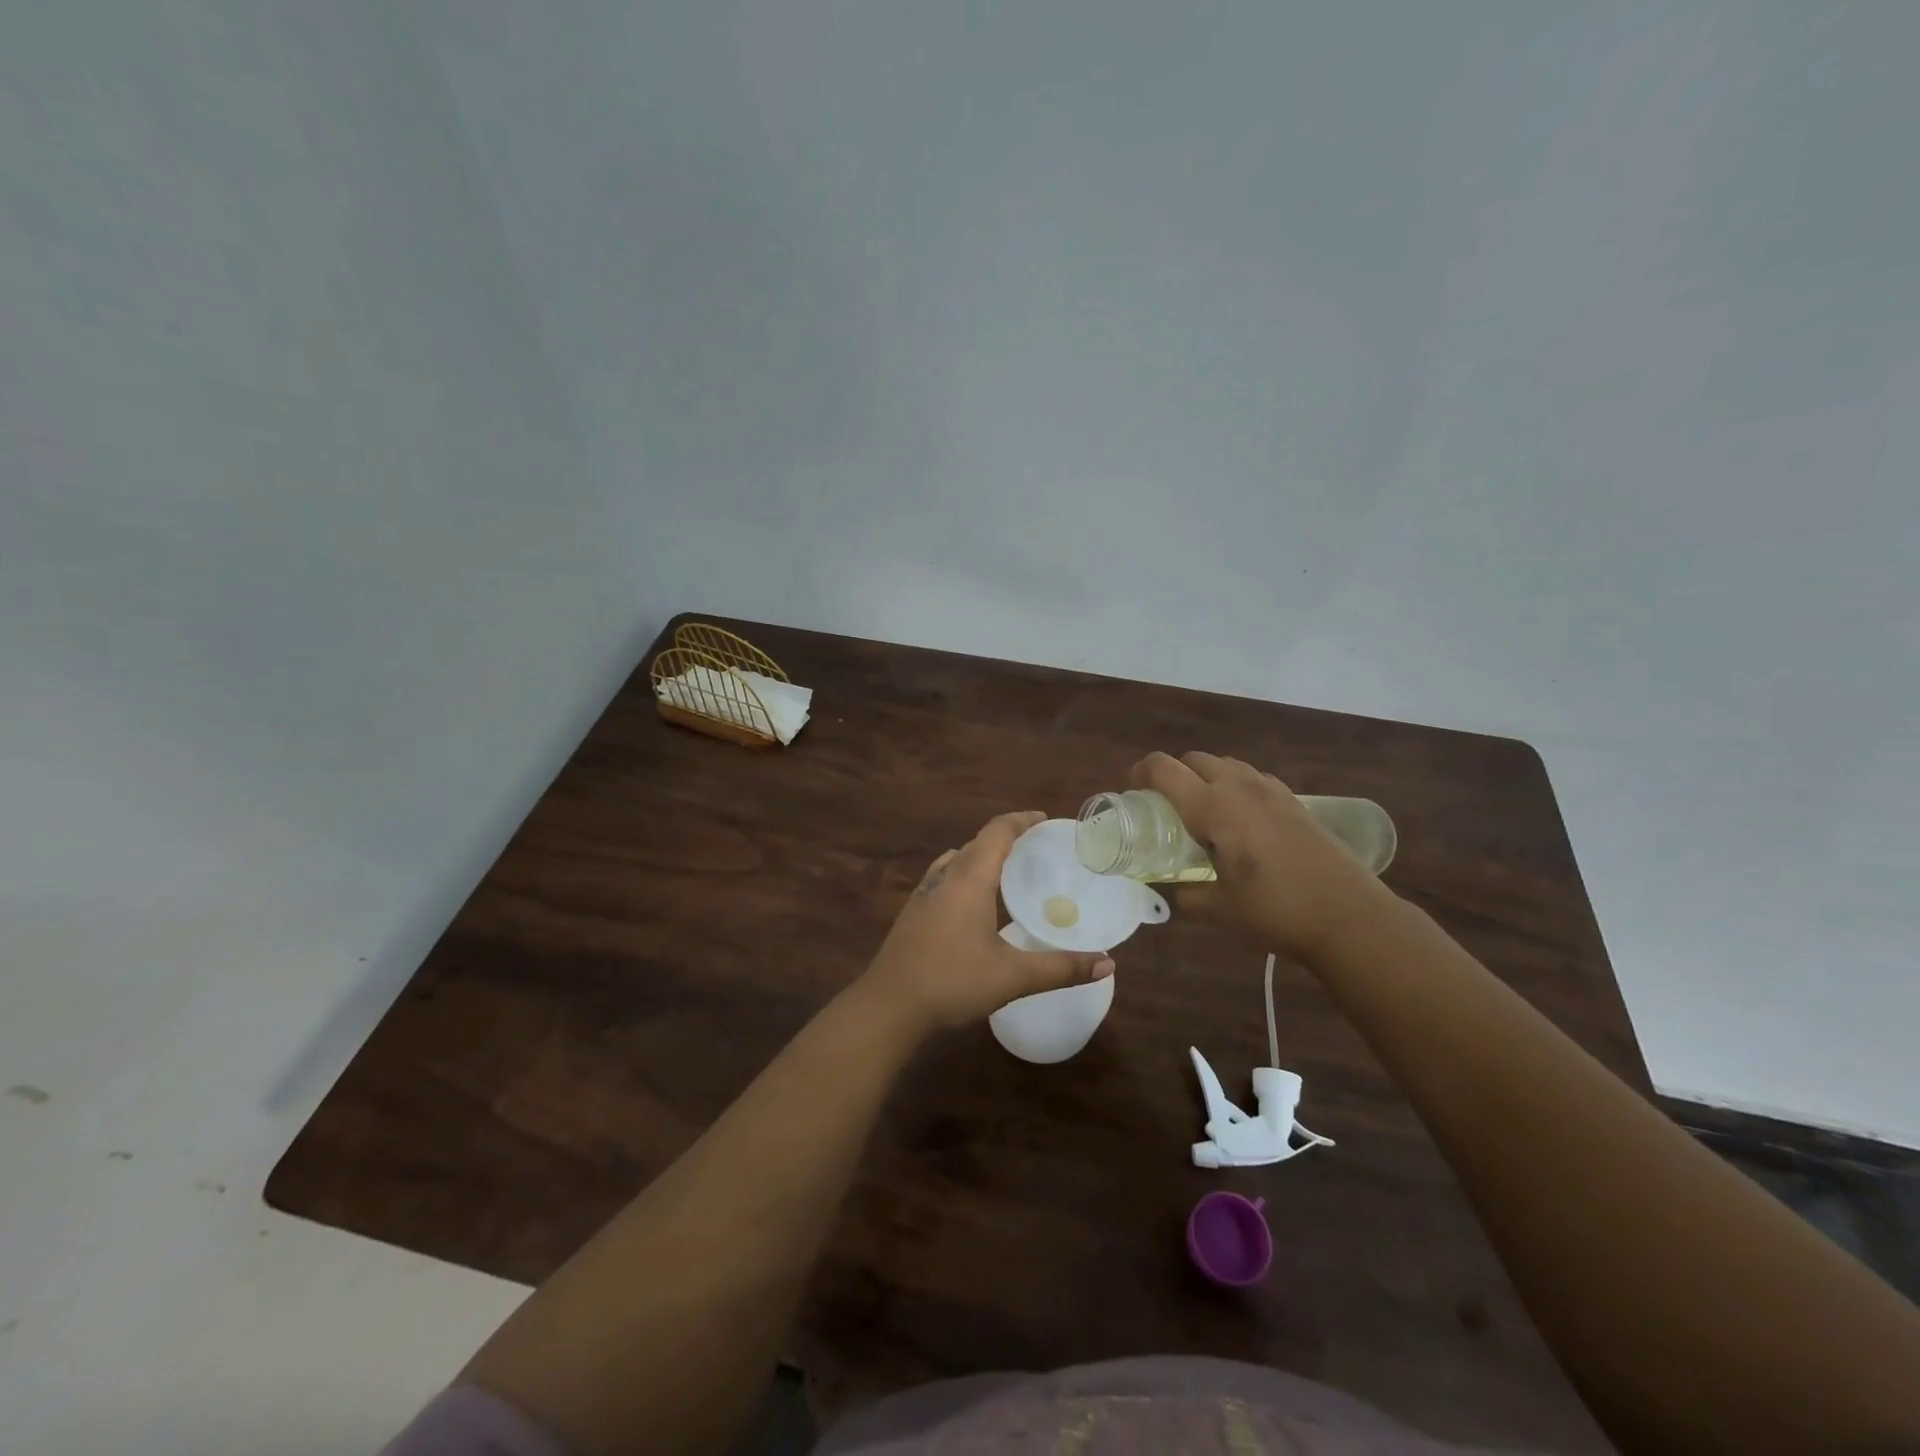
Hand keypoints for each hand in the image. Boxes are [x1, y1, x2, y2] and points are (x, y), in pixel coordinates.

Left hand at [861, 810, 1114, 1034]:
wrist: (888, 1007)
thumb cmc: (952, 982)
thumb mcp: (1013, 976)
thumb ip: (1061, 968)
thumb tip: (1108, 962)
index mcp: (969, 879)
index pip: (996, 832)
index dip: (1021, 820)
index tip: (1044, 819)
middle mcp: (945, 877)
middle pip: (977, 843)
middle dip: (1006, 839)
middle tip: (1036, 849)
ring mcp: (924, 894)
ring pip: (957, 861)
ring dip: (983, 857)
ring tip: (1009, 872)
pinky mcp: (913, 913)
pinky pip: (944, 879)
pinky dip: (965, 876)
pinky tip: (974, 903)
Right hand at [1131, 752, 1393, 960]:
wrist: (1350, 916)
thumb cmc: (1276, 910)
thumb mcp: (1219, 910)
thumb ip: (1186, 895)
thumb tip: (1171, 890)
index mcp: (1212, 807)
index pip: (1163, 769)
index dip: (1139, 773)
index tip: (1132, 793)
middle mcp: (1238, 787)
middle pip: (1194, 759)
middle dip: (1172, 775)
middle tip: (1166, 808)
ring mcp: (1271, 790)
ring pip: (1225, 764)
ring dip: (1205, 778)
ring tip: (1203, 814)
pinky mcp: (1295, 800)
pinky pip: (1251, 778)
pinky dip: (1234, 787)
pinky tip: (1242, 823)